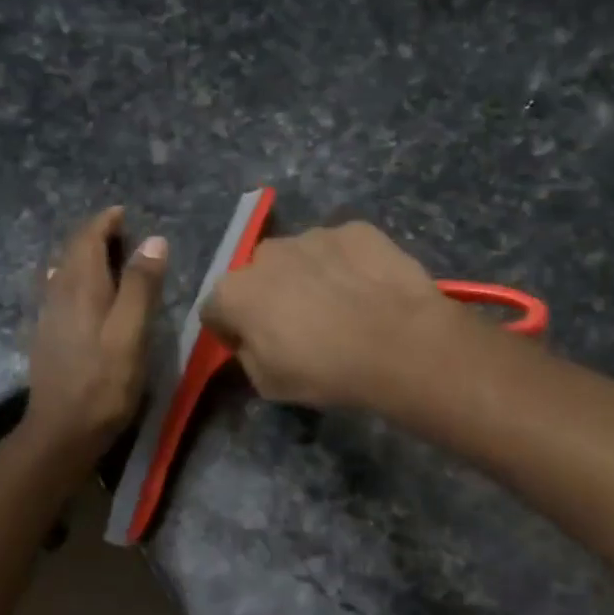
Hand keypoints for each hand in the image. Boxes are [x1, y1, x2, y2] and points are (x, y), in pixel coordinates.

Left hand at [23, 206, 167, 460]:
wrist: (62, 430)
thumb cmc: (104, 381)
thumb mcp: (131, 332)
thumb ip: (142, 285)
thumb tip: (154, 240)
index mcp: (81, 287)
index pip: (87, 239)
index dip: (104, 222)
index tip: (122, 213)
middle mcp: (59, 294)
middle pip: (72, 252)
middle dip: (94, 236)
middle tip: (121, 232)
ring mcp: (49, 316)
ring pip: (63, 272)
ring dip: (84, 257)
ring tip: (108, 258)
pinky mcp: (48, 337)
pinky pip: (60, 292)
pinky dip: (75, 279)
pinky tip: (82, 293)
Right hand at [201, 221, 458, 409]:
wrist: (398, 344)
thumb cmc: (325, 372)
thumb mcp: (268, 384)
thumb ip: (248, 354)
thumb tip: (252, 339)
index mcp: (234, 292)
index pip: (215, 309)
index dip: (231, 329)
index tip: (253, 346)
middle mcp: (267, 253)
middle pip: (258, 275)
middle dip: (270, 295)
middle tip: (301, 325)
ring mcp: (313, 235)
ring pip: (301, 256)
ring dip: (310, 276)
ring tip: (342, 306)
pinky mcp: (355, 229)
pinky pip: (341, 248)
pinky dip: (348, 264)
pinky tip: (369, 290)